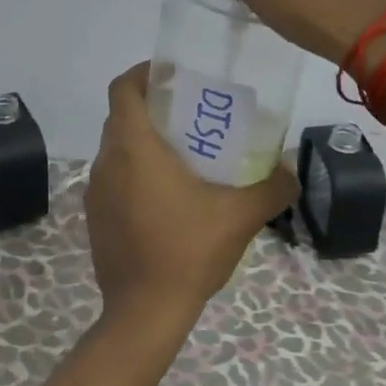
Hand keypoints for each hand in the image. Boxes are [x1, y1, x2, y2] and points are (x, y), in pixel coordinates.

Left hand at [84, 64, 297, 326]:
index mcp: (133, 148)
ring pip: (116, 148)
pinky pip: (113, 177)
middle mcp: (106, 162)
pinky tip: (167, 196)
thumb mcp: (240, 216)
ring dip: (143, 141)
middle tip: (190, 114)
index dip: (143, 72)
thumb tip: (291, 171)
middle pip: (121, 115)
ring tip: (183, 154)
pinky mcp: (95, 216)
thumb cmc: (187, 252)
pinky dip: (134, 171)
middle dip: (152, 107)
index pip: (123, 88)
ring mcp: (96, 191)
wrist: (144, 313)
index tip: (172, 75)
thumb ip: (271, 187)